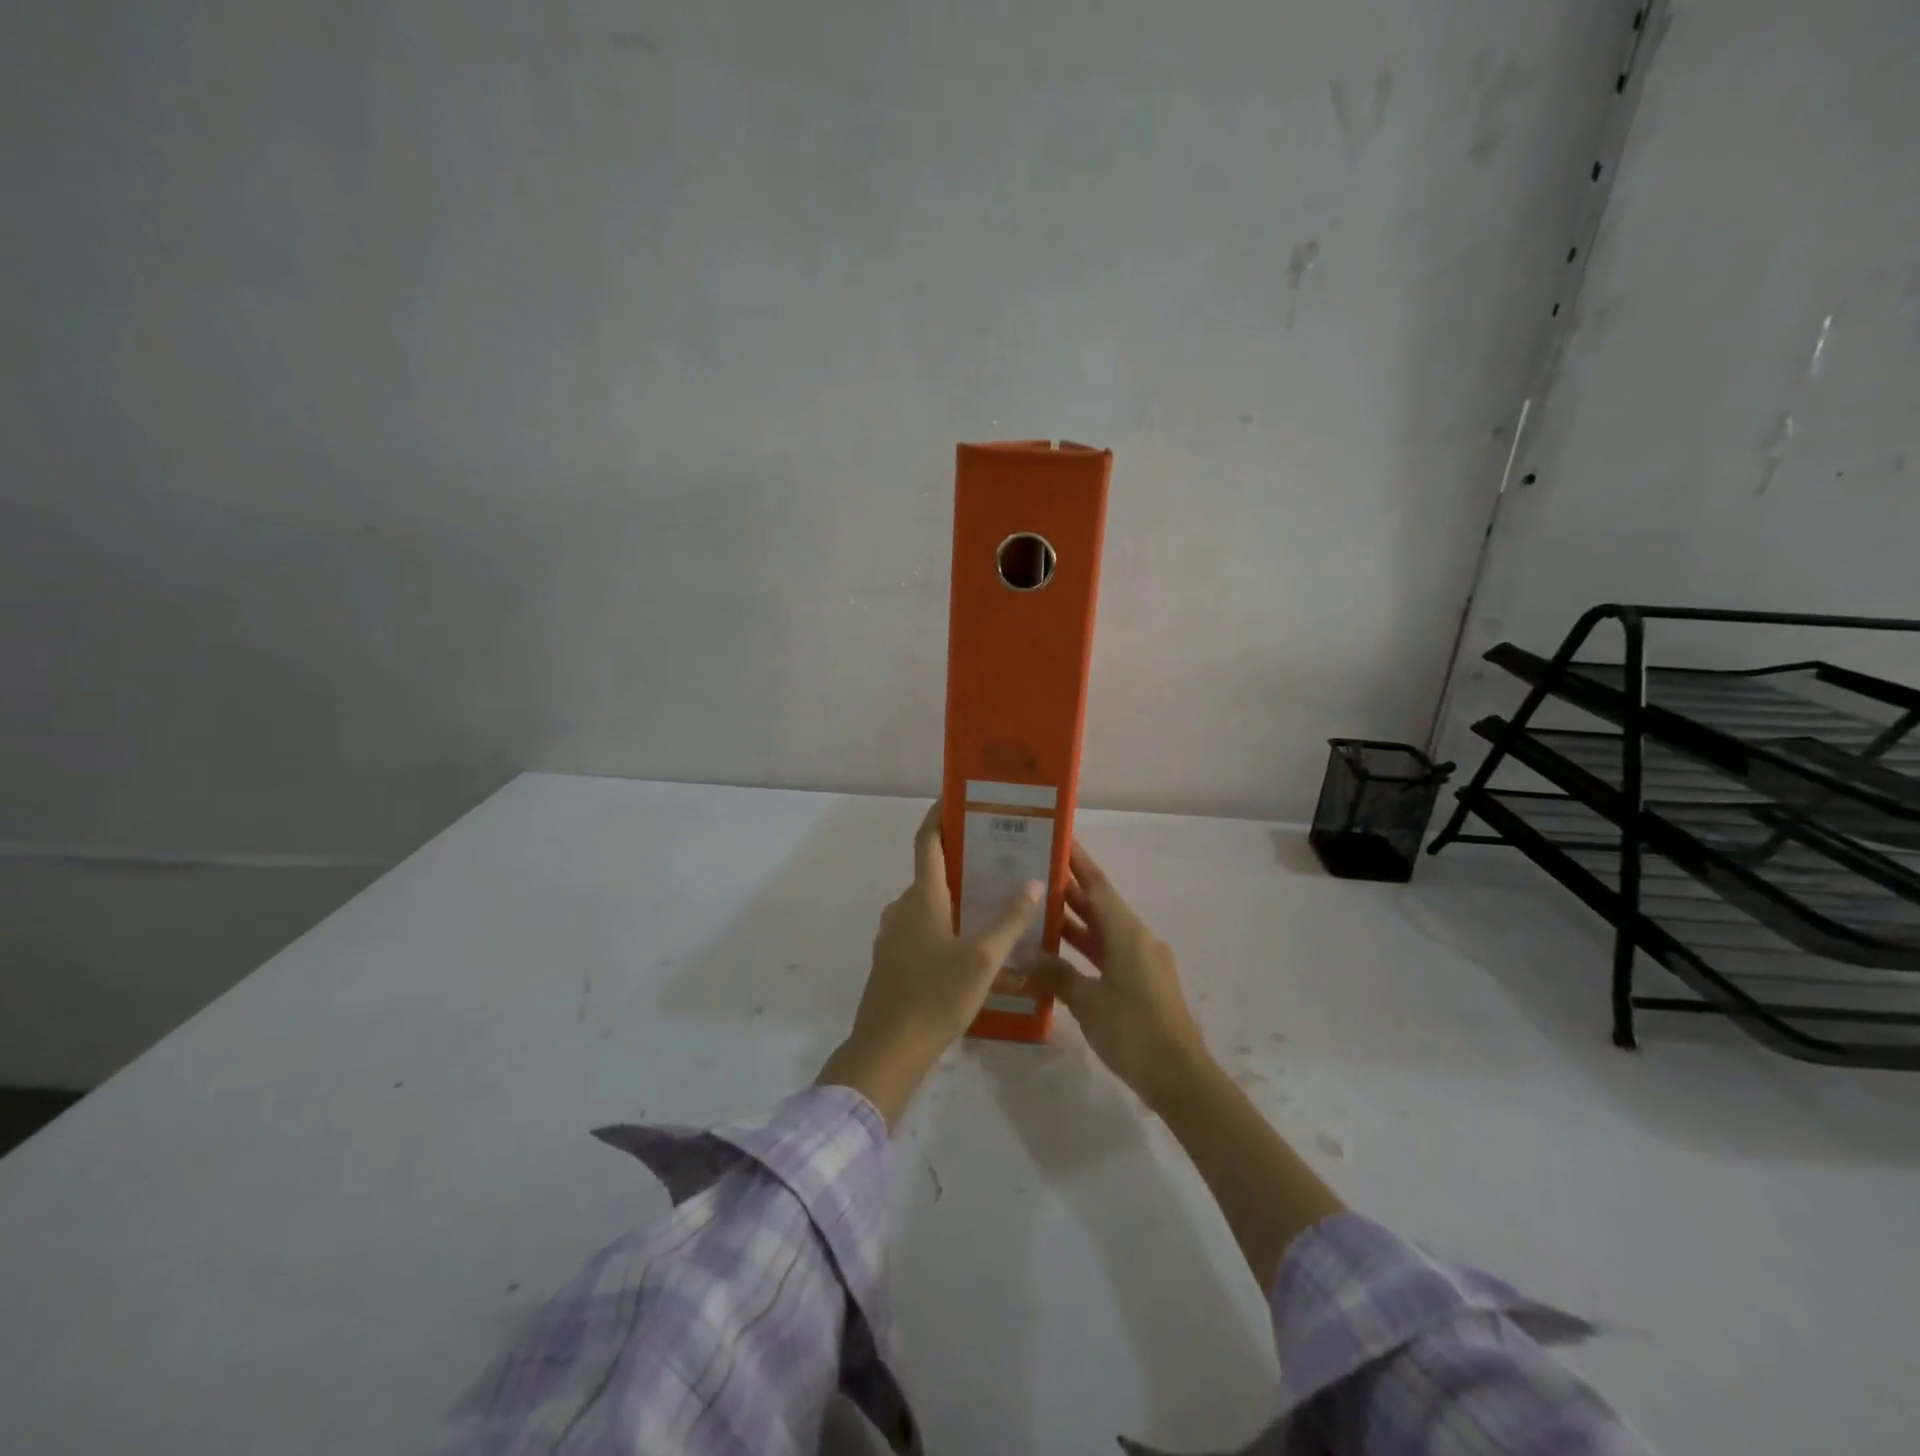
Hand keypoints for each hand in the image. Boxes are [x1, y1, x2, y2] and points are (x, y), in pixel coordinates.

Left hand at [817, 800, 1041, 1126]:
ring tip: (993, 903)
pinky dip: (945, 926)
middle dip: (962, 862)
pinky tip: (971, 947)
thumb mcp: (982, 959)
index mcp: (922, 897)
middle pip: (932, 873)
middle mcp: (903, 907)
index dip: (940, 816)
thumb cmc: (936, 996)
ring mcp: (893, 935)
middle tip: (999, 859)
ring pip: (928, 905)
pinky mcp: (892, 961)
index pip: (929, 842)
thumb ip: (1009, 921)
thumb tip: (1034, 882)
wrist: (887, 1050)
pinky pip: (921, 930)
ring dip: (955, 898)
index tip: (956, 798)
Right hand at [1029, 842, 1211, 1111]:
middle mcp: (1137, 939)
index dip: (1078, 862)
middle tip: (1034, 873)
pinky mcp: (1142, 985)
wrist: (1181, 1078)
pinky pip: (1108, 955)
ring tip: (1038, 909)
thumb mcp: (1088, 1001)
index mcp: (1128, 933)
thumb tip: (1025, 957)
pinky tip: (1059, 955)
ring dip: (1075, 921)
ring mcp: (1142, 963)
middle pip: (1100, 906)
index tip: (1059, 838)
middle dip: (1070, 889)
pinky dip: (1084, 949)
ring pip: (1103, 932)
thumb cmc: (1134, 1031)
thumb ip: (1056, 974)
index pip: (1098, 885)